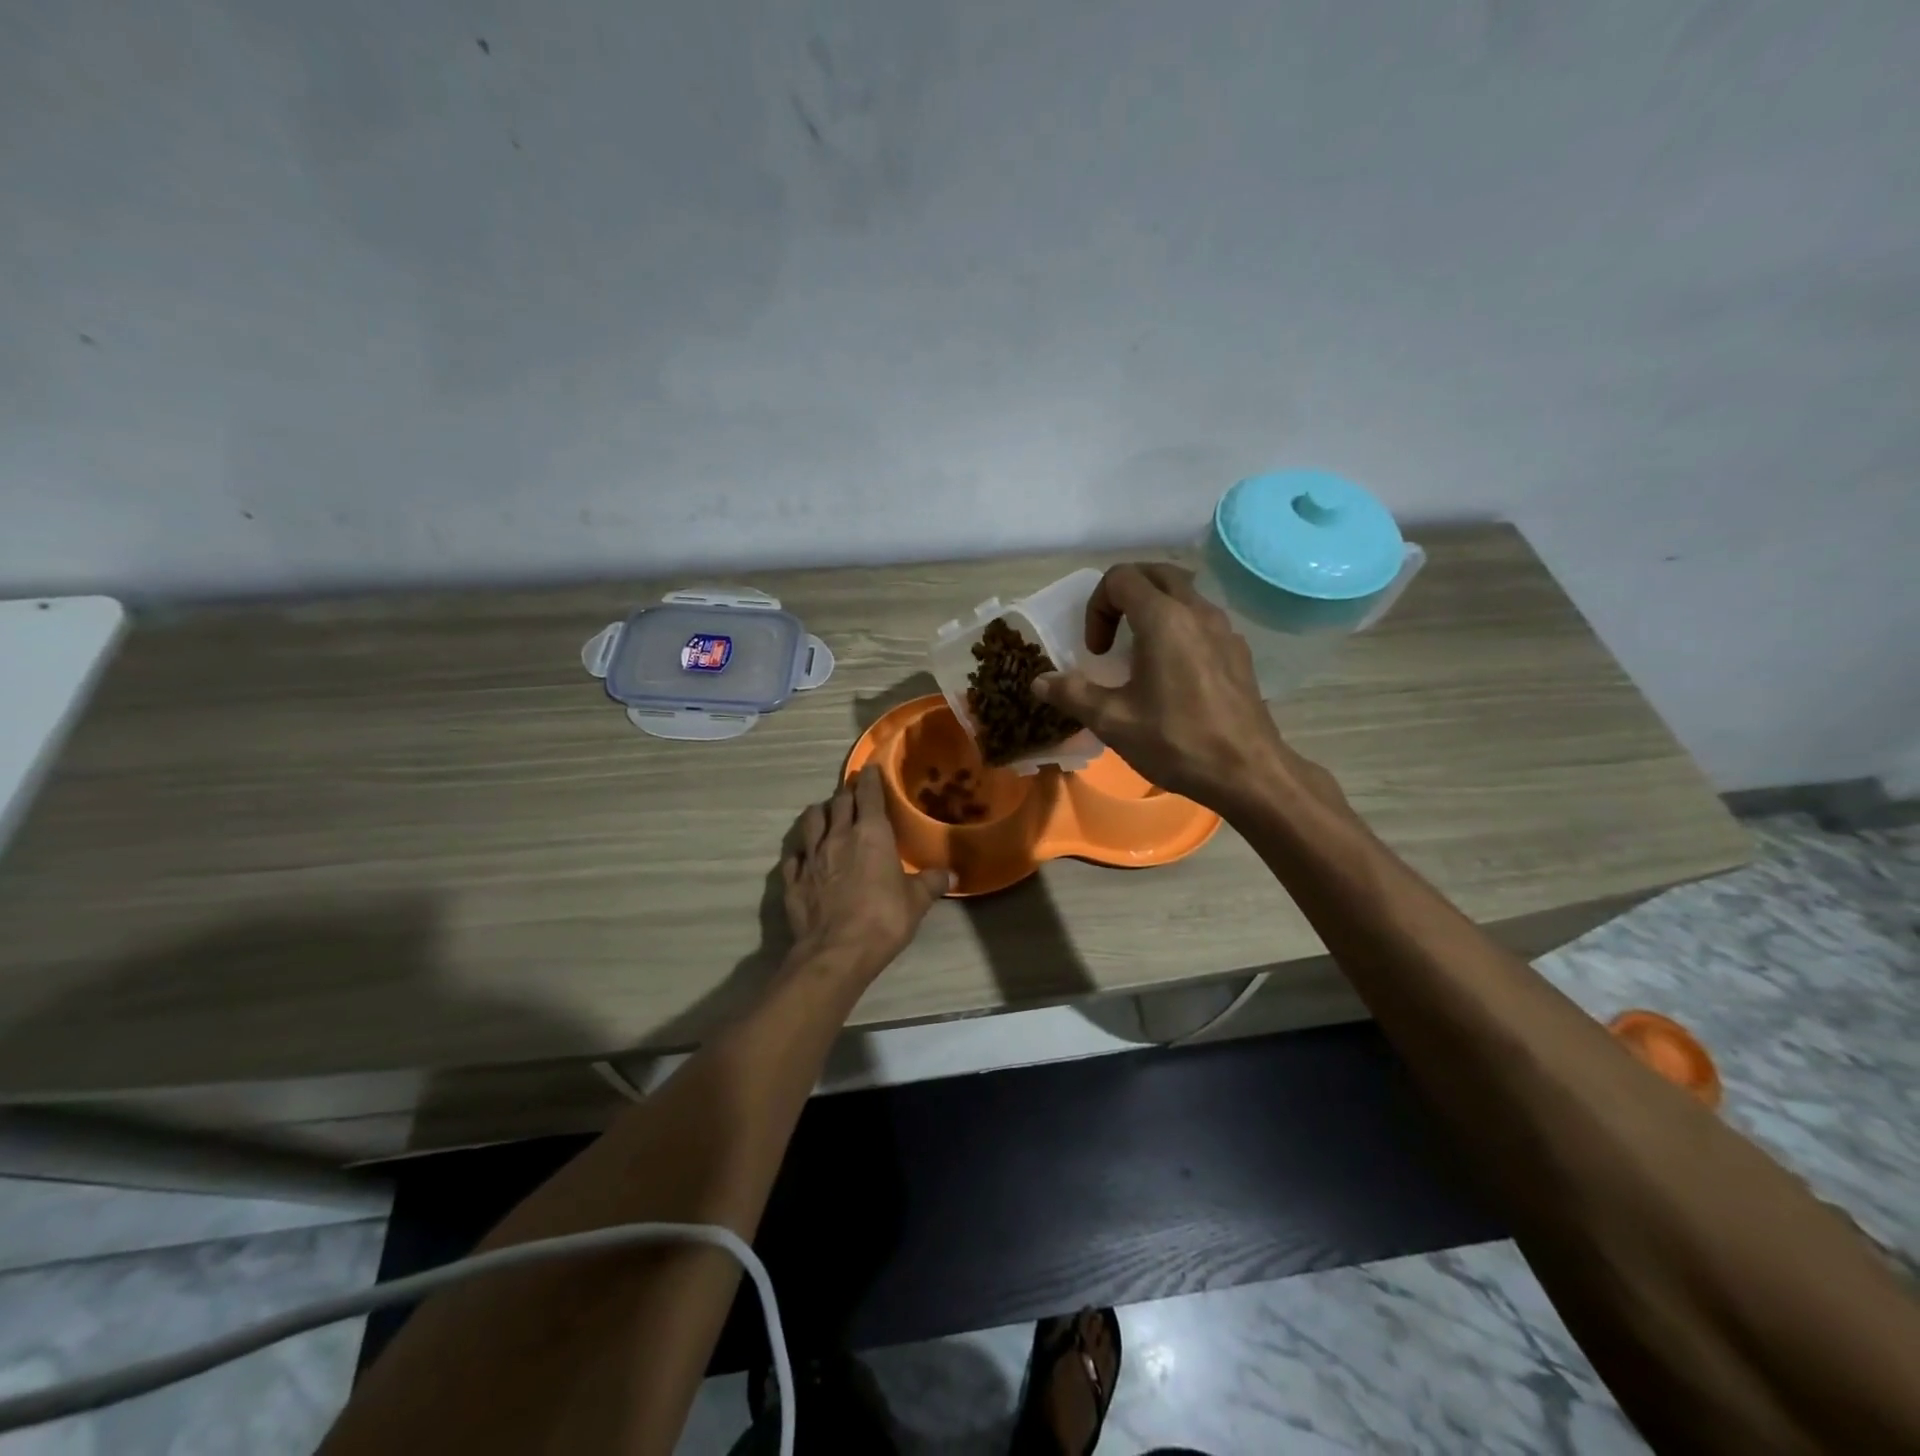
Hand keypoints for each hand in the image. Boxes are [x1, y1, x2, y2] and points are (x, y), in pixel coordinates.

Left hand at [782, 765, 950, 981]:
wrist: (836, 952)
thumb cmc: (883, 919)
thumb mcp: (916, 902)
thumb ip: (931, 883)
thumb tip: (951, 875)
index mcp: (871, 834)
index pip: (869, 794)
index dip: (870, 778)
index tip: (870, 768)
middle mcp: (838, 836)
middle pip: (839, 802)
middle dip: (847, 793)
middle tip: (853, 792)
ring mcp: (811, 857)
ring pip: (811, 821)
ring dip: (820, 813)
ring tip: (826, 814)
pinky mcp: (792, 879)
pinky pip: (794, 855)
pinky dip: (801, 851)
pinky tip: (804, 856)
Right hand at [1032, 563, 1336, 814]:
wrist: (1248, 772)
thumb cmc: (1176, 741)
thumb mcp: (1113, 721)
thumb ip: (1072, 694)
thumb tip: (1039, 681)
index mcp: (1164, 619)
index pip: (1121, 578)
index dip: (1097, 608)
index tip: (1096, 651)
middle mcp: (1197, 611)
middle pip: (1155, 574)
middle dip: (1124, 594)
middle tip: (1112, 633)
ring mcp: (1224, 629)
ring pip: (1184, 593)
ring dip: (1153, 608)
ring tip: (1140, 653)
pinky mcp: (1238, 651)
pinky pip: (1202, 620)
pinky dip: (1178, 627)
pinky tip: (1173, 674)